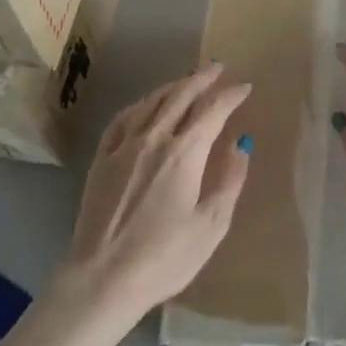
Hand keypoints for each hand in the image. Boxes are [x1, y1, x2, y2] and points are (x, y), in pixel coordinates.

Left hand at [49, 65, 252, 328]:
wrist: (103, 277)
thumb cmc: (165, 257)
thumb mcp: (211, 225)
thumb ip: (229, 180)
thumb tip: (240, 144)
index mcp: (184, 153)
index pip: (212, 111)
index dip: (230, 96)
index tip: (244, 87)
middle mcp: (153, 139)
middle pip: (179, 96)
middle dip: (201, 79)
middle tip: (217, 67)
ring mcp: (122, 147)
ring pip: (150, 103)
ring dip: (172, 87)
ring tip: (186, 80)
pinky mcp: (101, 160)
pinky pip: (122, 119)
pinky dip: (140, 105)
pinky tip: (145, 105)